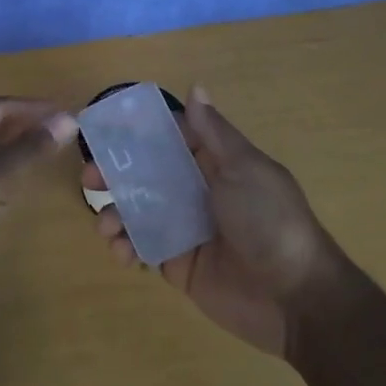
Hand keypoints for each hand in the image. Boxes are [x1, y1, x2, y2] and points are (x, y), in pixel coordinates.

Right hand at [89, 86, 341, 356]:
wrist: (294, 297)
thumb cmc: (269, 220)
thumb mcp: (245, 169)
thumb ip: (214, 133)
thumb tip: (196, 88)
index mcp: (214, 164)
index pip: (168, 139)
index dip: (137, 134)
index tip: (103, 130)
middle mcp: (196, 191)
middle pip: (145, 174)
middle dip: (115, 174)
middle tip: (90, 179)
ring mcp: (185, 228)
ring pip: (138, 210)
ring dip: (115, 213)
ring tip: (106, 225)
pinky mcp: (178, 263)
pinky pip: (143, 247)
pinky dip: (125, 246)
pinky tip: (121, 251)